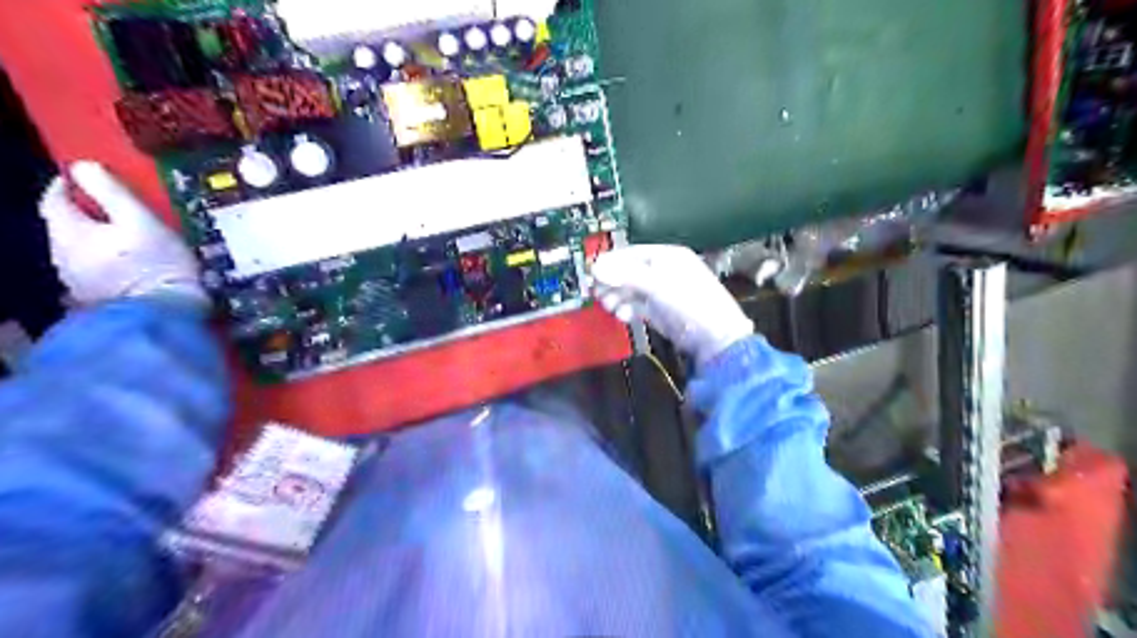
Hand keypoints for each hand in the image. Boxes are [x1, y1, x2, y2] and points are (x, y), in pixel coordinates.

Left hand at [37, 159, 205, 305]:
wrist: (167, 313)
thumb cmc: (158, 263)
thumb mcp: (142, 221)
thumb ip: (111, 191)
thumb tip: (83, 166)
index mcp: (69, 233)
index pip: (54, 200)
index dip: (67, 185)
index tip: (85, 178)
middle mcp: (61, 256)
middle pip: (66, 227)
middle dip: (87, 216)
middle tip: (118, 211)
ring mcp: (77, 281)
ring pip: (80, 250)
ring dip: (98, 242)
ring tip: (129, 240)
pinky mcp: (97, 300)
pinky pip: (95, 271)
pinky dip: (108, 262)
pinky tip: (131, 266)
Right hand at [592, 244, 753, 363]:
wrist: (716, 340)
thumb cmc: (691, 304)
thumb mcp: (658, 286)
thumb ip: (626, 276)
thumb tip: (596, 268)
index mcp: (667, 256)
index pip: (631, 254)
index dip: (611, 263)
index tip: (592, 273)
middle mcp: (663, 271)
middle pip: (628, 272)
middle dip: (612, 282)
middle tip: (597, 293)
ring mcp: (661, 292)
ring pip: (630, 290)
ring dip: (617, 297)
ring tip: (610, 307)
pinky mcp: (659, 312)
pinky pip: (637, 306)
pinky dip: (627, 310)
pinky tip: (623, 316)